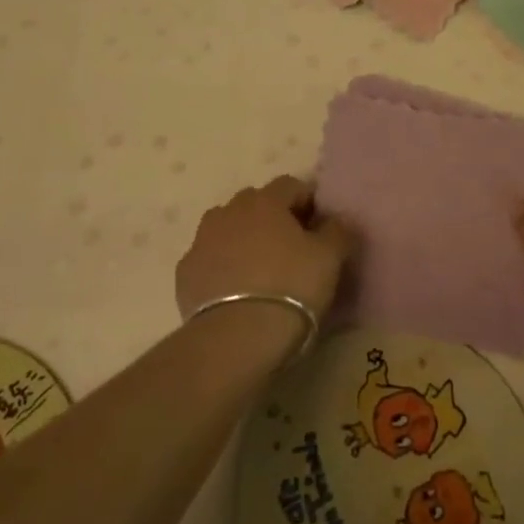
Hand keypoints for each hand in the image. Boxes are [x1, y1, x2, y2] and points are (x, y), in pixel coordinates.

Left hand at [176, 176, 356, 325]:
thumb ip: (338, 231)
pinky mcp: (185, 272)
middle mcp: (230, 211)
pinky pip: (209, 259)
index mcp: (265, 201)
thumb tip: (336, 220)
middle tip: (291, 248)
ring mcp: (202, 240)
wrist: (236, 338)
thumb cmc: (291, 288)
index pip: (291, 185)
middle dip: (273, 218)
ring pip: (227, 228)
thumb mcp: (330, 258)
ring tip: (260, 270)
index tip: (319, 228)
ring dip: (243, 239)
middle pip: (256, 203)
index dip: (308, 202)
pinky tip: (235, 291)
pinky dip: (222, 266)